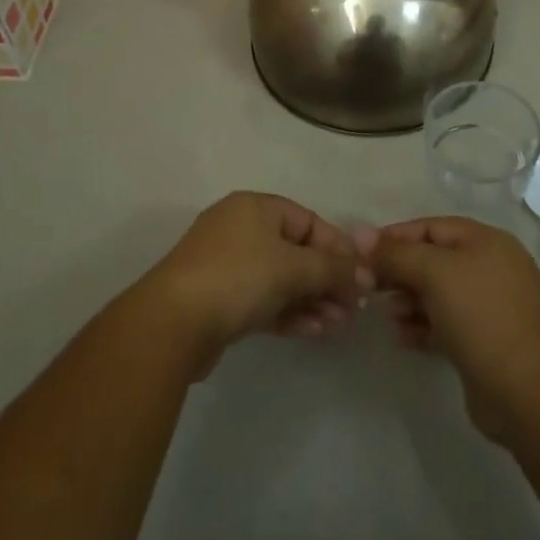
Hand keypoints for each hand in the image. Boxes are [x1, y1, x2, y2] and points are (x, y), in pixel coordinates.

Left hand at [139, 193, 372, 370]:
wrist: (172, 323)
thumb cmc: (238, 277)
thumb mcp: (293, 267)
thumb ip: (333, 269)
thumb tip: (366, 274)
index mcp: (256, 208)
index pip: (309, 221)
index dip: (338, 248)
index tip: (363, 277)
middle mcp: (241, 229)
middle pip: (296, 251)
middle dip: (327, 279)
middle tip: (353, 308)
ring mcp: (228, 266)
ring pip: (282, 279)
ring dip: (313, 299)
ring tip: (339, 324)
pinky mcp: (221, 300)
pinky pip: (265, 300)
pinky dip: (290, 313)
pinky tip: (314, 331)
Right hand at [366, 217, 539, 441]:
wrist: (527, 391)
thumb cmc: (481, 316)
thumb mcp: (434, 272)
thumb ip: (396, 253)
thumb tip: (361, 235)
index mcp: (485, 241)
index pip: (431, 227)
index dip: (395, 236)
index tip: (362, 252)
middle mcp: (489, 268)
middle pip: (433, 260)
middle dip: (400, 271)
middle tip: (369, 287)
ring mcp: (489, 307)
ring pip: (437, 294)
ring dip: (408, 300)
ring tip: (388, 315)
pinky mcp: (484, 342)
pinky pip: (445, 324)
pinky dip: (422, 325)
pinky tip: (403, 337)